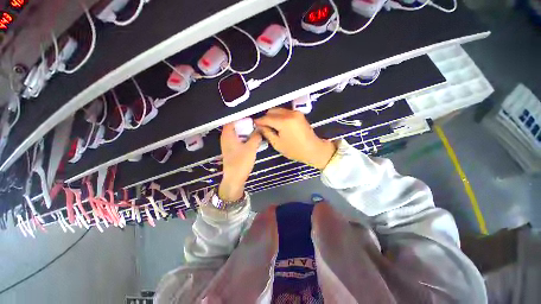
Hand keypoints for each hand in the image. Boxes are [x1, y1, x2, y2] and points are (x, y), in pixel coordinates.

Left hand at [218, 123, 261, 200]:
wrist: (234, 178)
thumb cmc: (241, 162)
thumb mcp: (251, 148)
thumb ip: (256, 137)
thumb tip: (260, 129)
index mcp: (228, 135)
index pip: (232, 120)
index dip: (241, 118)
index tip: (251, 117)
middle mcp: (225, 138)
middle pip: (234, 126)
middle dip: (244, 124)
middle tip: (255, 124)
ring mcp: (228, 145)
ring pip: (236, 133)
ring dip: (245, 131)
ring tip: (255, 131)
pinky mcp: (231, 150)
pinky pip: (237, 140)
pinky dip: (243, 138)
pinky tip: (251, 140)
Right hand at [255, 108, 336, 168]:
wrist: (314, 149)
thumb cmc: (295, 150)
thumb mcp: (277, 144)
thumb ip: (267, 133)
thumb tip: (260, 126)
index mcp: (284, 122)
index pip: (267, 118)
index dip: (259, 121)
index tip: (254, 124)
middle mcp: (290, 113)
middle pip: (272, 111)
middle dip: (265, 117)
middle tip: (262, 126)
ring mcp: (295, 112)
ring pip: (278, 110)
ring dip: (272, 116)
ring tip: (269, 126)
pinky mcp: (299, 114)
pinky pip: (284, 112)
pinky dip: (279, 116)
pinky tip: (277, 124)